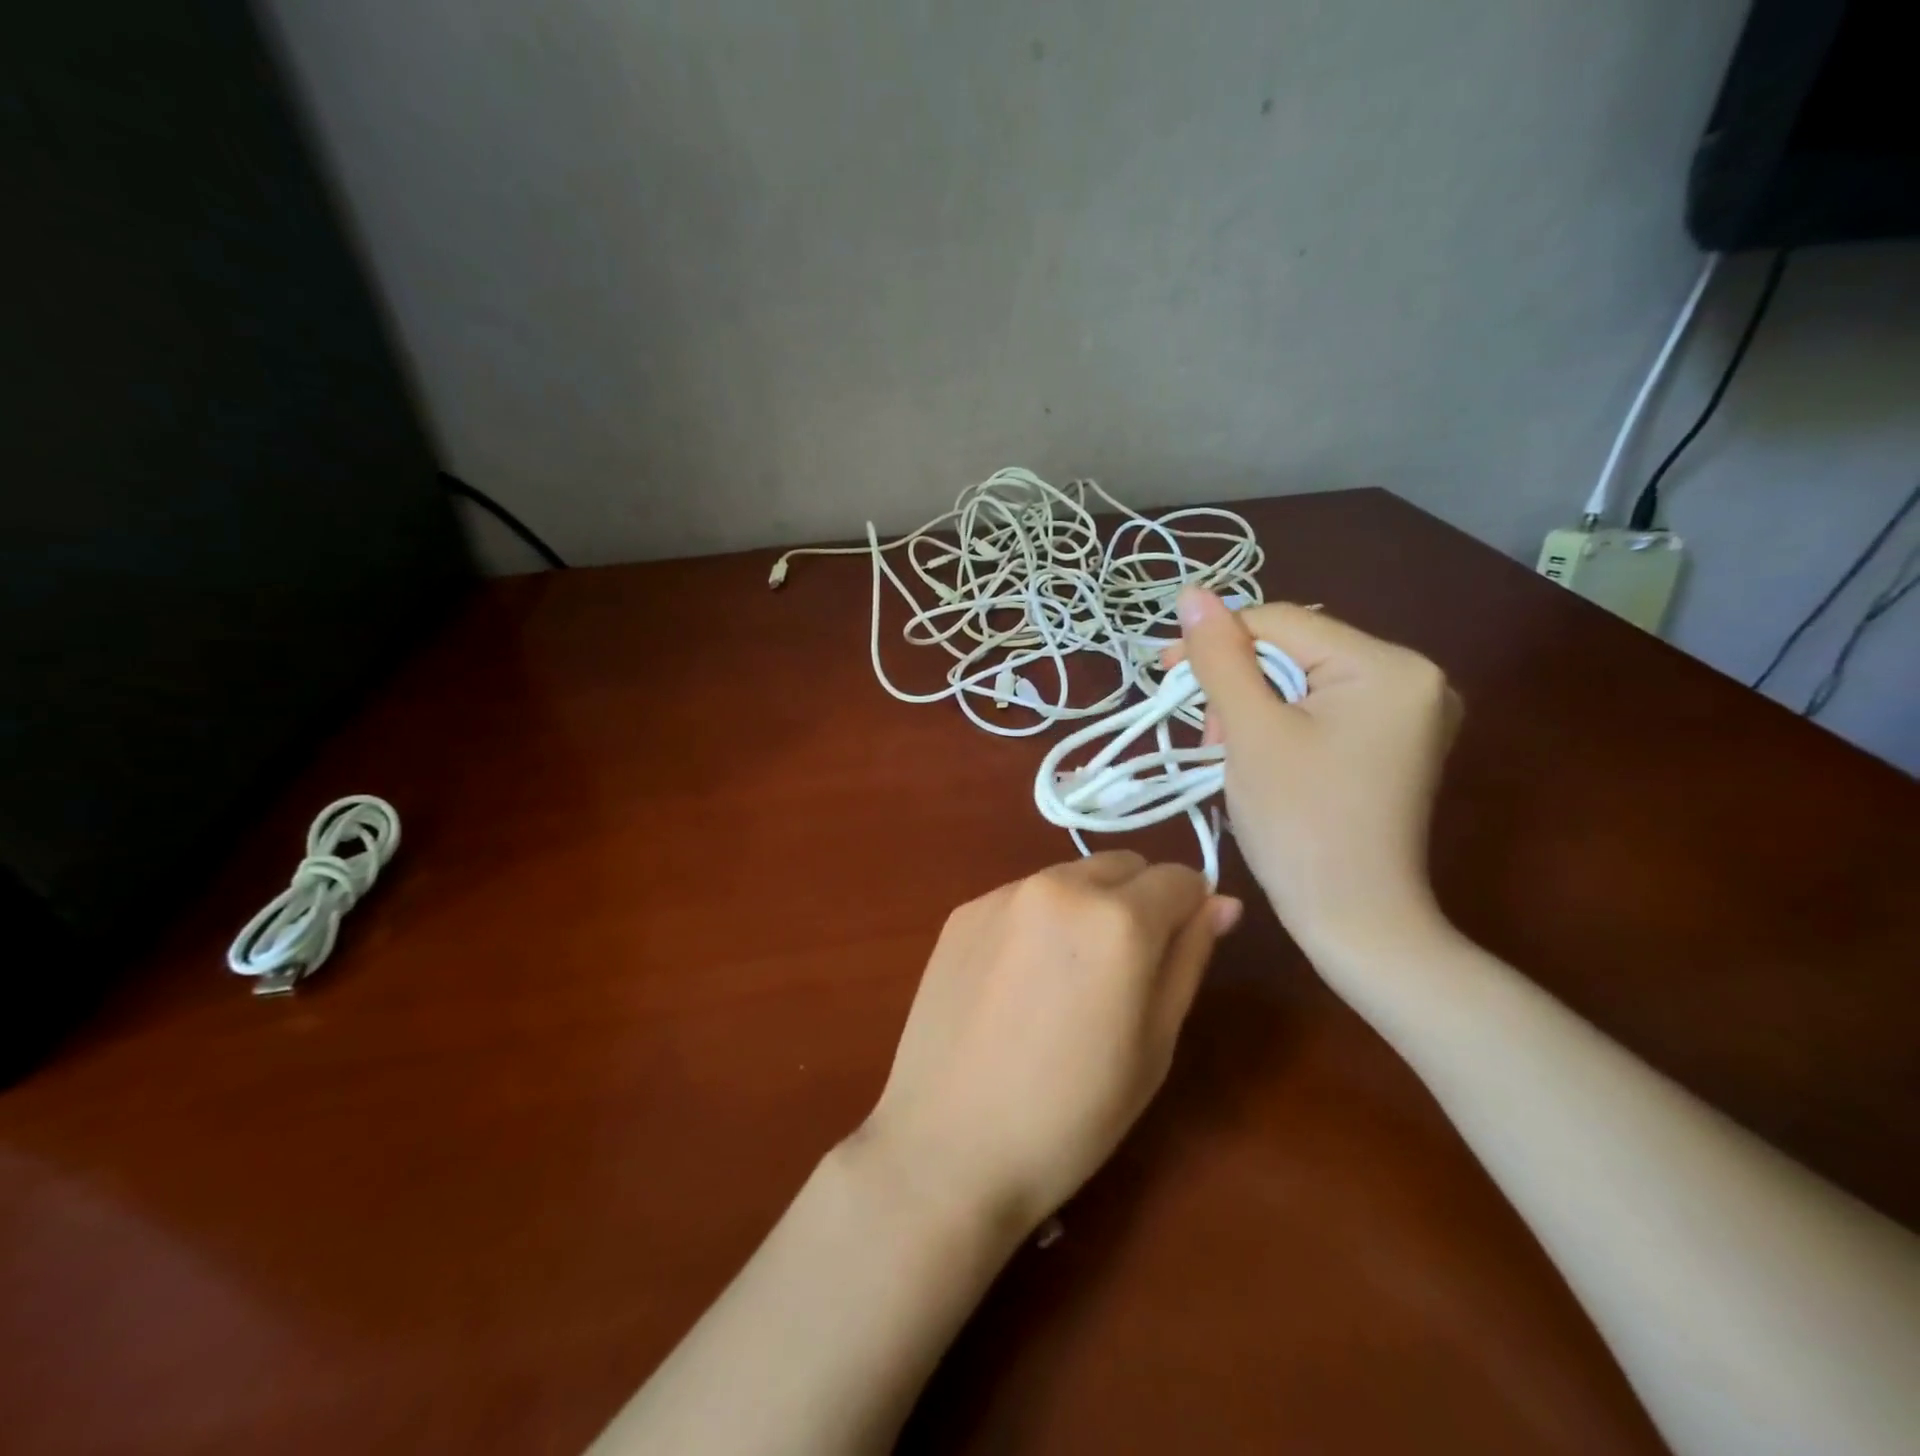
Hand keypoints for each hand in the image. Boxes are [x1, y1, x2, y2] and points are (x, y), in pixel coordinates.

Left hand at [853, 853, 1240, 1239]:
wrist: (948, 1145)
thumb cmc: (1071, 1114)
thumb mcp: (1154, 1045)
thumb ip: (1188, 959)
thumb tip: (1219, 902)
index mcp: (1117, 919)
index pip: (1178, 878)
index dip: (1189, 910)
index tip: (1176, 952)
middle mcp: (1059, 886)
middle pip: (1122, 866)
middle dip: (1138, 901)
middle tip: (1123, 971)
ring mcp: (1002, 894)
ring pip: (1070, 877)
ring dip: (1086, 906)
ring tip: (1066, 980)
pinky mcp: (962, 912)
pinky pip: (1021, 898)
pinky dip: (1037, 921)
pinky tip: (1017, 983)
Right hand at [1172, 586, 1459, 948]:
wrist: (1355, 921)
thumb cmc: (1299, 824)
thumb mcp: (1250, 732)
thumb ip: (1220, 657)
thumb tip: (1192, 592)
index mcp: (1389, 665)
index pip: (1282, 622)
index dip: (1217, 642)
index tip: (1165, 674)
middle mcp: (1415, 676)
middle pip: (1296, 652)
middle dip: (1238, 685)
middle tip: (1207, 738)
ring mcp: (1411, 713)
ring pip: (1304, 682)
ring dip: (1253, 707)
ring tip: (1228, 754)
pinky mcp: (1396, 744)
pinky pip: (1324, 710)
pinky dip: (1282, 725)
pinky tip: (1260, 757)